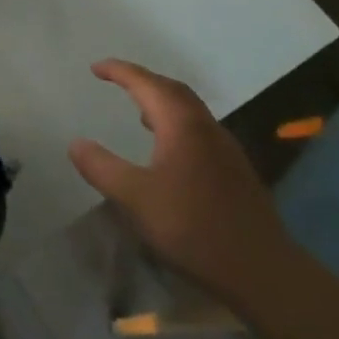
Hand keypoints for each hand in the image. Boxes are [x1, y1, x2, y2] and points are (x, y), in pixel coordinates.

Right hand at [68, 59, 296, 308]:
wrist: (262, 272)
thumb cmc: (193, 227)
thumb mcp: (135, 198)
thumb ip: (102, 168)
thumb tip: (76, 143)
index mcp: (182, 126)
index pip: (147, 84)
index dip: (120, 71)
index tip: (96, 67)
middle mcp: (207, 128)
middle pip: (174, 91)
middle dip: (144, 80)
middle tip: (117, 81)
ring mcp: (226, 150)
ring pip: (190, 111)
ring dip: (163, 102)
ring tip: (139, 112)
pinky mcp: (236, 172)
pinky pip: (200, 131)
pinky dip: (177, 124)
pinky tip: (168, 150)